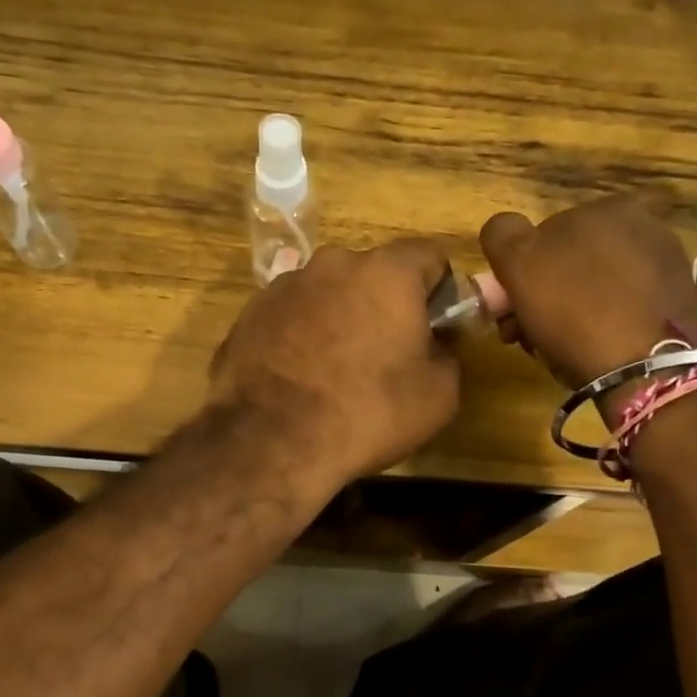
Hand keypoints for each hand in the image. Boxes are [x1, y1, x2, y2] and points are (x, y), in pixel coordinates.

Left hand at [209, 239, 461, 485]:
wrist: (270, 440)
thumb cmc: (367, 412)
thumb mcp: (439, 395)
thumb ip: (447, 354)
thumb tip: (434, 345)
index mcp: (387, 272)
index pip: (429, 256)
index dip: (439, 289)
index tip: (436, 326)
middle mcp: (333, 263)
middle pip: (374, 273)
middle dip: (385, 304)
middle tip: (387, 353)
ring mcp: (284, 285)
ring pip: (329, 293)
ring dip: (340, 318)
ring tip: (335, 370)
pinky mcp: (250, 312)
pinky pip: (292, 315)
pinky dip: (302, 335)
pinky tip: (300, 378)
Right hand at [480, 197, 696, 391]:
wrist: (650, 370)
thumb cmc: (576, 310)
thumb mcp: (519, 264)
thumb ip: (502, 235)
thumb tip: (505, 231)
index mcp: (605, 207)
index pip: (541, 236)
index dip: (518, 275)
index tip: (509, 312)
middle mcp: (643, 226)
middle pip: (570, 264)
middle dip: (544, 298)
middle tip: (528, 336)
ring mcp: (666, 266)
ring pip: (596, 289)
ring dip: (571, 315)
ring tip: (560, 351)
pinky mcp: (680, 305)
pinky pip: (625, 311)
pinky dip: (606, 327)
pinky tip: (597, 353)